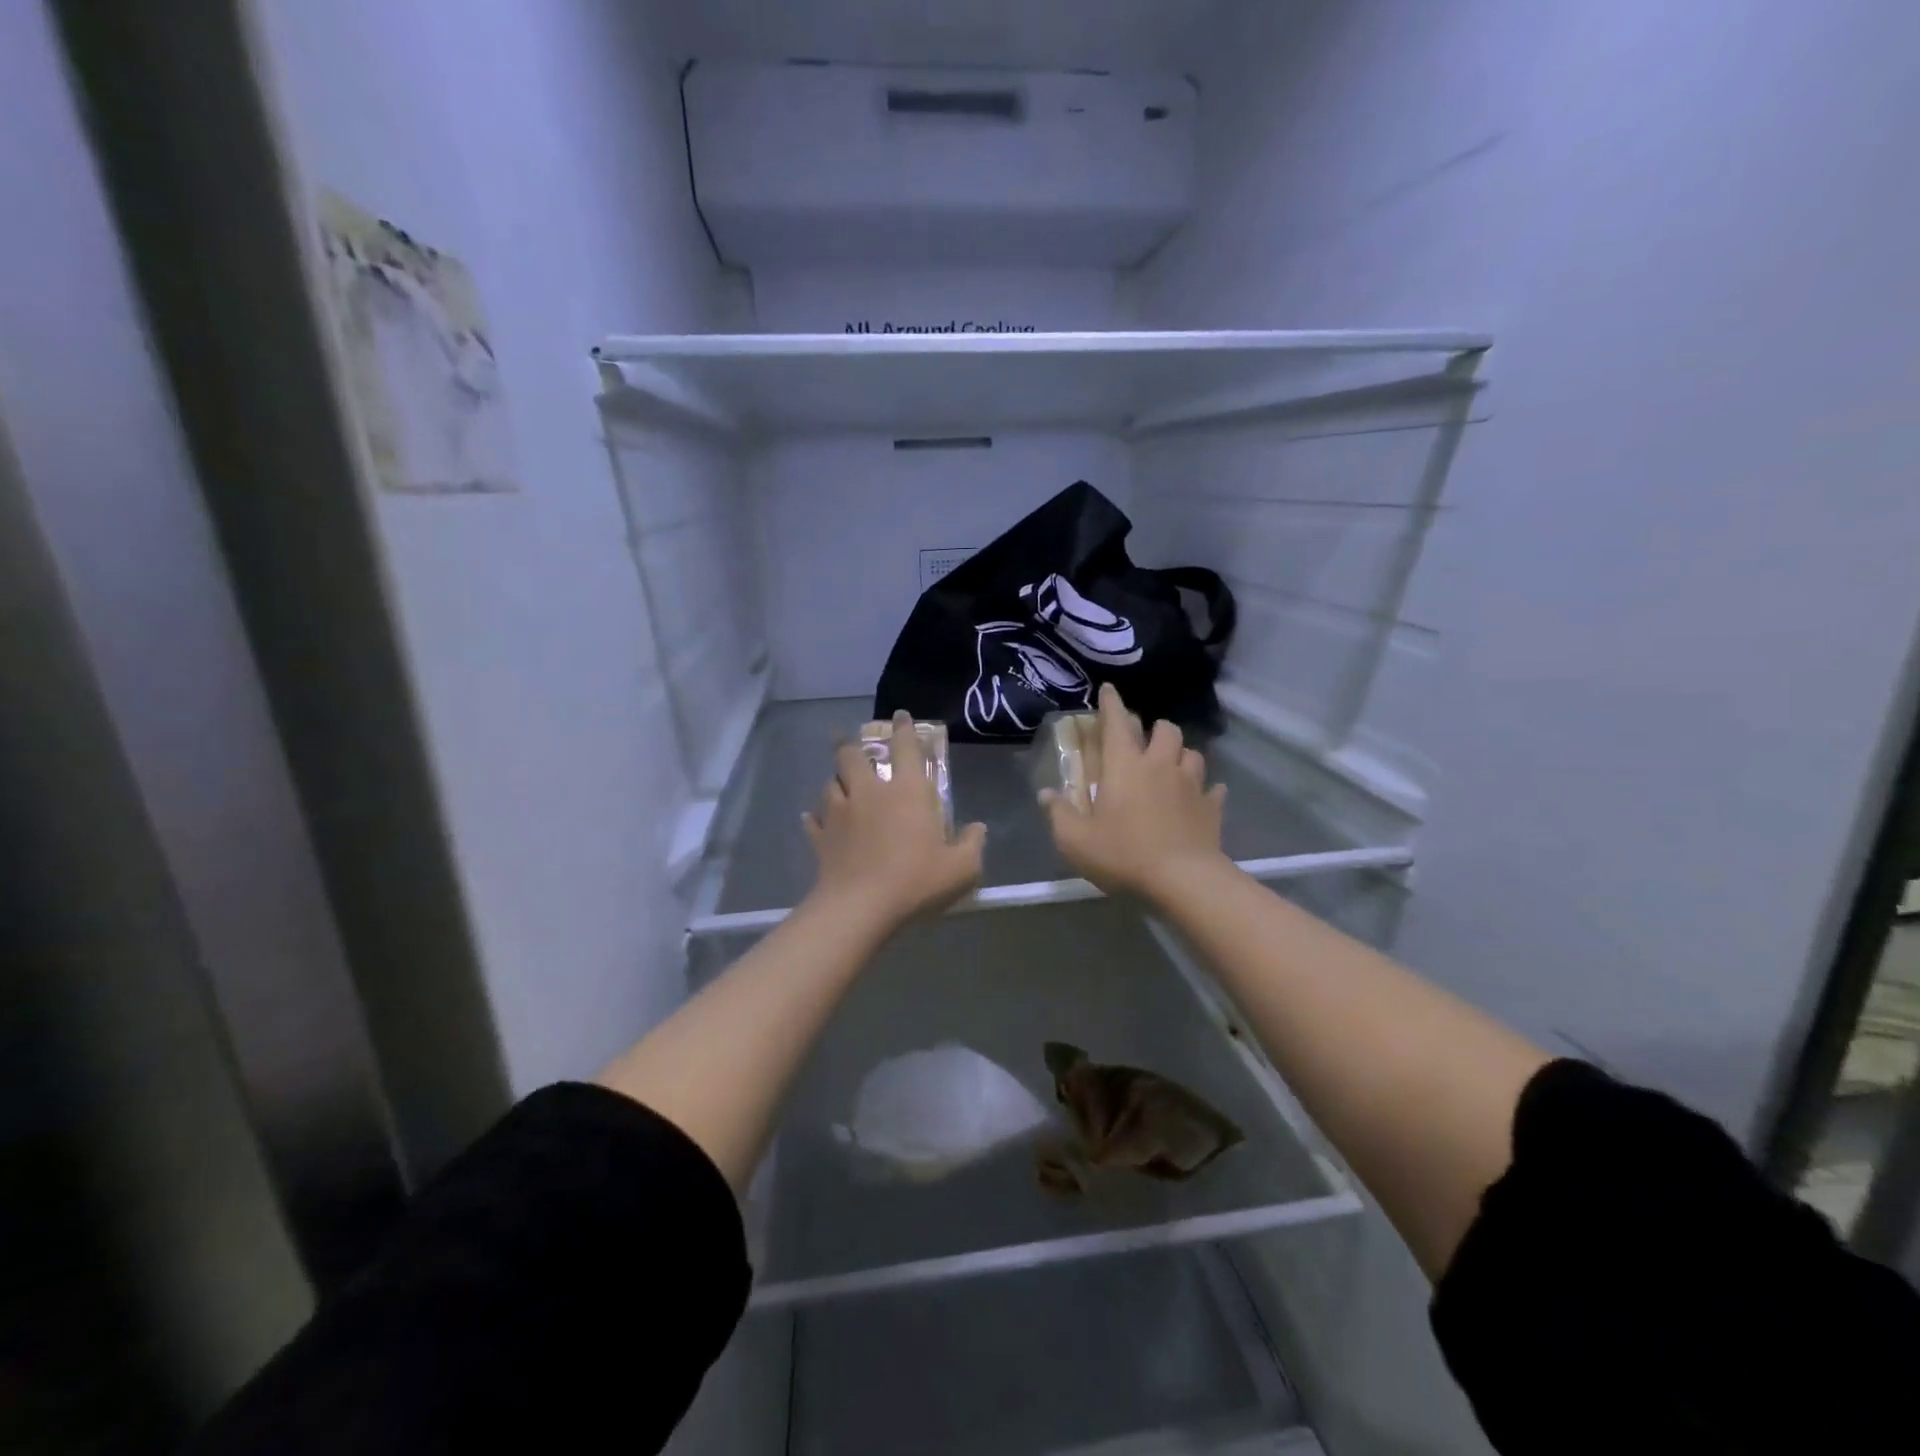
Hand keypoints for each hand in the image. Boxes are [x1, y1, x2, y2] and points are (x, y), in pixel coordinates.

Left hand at [803, 711, 986, 931]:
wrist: (860, 907)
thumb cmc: (916, 881)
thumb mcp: (960, 869)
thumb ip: (972, 845)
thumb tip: (978, 828)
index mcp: (907, 792)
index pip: (905, 747)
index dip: (903, 728)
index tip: (899, 716)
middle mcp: (869, 792)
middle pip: (853, 755)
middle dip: (853, 747)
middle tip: (857, 749)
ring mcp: (839, 812)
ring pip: (830, 782)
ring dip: (837, 780)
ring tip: (841, 784)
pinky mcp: (820, 836)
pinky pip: (813, 820)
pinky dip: (814, 817)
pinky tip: (813, 818)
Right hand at [1042, 683, 1227, 900]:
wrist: (1183, 879)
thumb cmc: (1123, 854)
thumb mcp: (1076, 840)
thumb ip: (1059, 813)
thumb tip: (1046, 793)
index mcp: (1125, 766)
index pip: (1117, 722)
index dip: (1111, 703)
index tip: (1108, 689)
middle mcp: (1160, 765)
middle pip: (1166, 729)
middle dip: (1155, 729)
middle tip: (1145, 741)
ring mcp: (1191, 785)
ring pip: (1192, 753)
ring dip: (1181, 755)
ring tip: (1172, 766)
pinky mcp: (1212, 807)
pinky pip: (1213, 789)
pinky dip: (1206, 789)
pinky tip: (1200, 797)